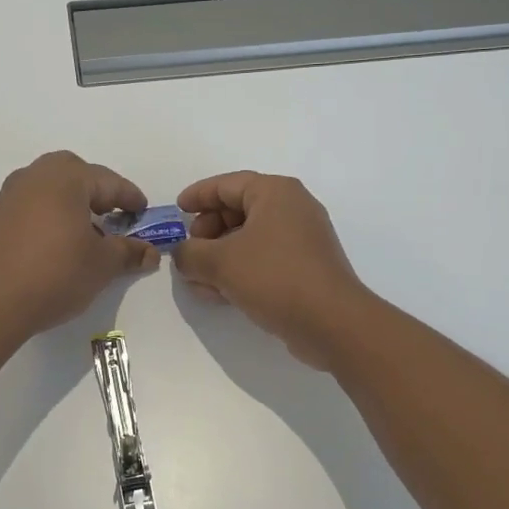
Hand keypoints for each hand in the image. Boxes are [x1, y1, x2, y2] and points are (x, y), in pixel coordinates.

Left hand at [0, 152, 158, 339]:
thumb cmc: (56, 273)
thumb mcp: (102, 264)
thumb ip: (128, 252)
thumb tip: (149, 252)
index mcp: (66, 178)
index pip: (108, 181)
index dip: (130, 198)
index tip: (144, 212)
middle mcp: (36, 176)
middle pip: (75, 173)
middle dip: (98, 191)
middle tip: (114, 215)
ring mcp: (11, 194)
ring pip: (51, 187)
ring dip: (73, 202)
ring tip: (89, 231)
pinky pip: (33, 203)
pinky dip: (51, 213)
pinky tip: (60, 241)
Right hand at [172, 172, 373, 369]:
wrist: (332, 323)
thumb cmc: (274, 277)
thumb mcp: (220, 262)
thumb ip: (190, 254)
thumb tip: (182, 255)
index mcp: (275, 192)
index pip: (227, 184)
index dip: (198, 196)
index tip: (177, 210)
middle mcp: (292, 208)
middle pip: (237, 210)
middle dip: (207, 232)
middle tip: (189, 252)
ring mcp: (302, 239)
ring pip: (248, 239)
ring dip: (219, 257)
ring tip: (197, 280)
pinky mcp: (305, 268)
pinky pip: (263, 260)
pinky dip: (239, 270)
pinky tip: (218, 294)